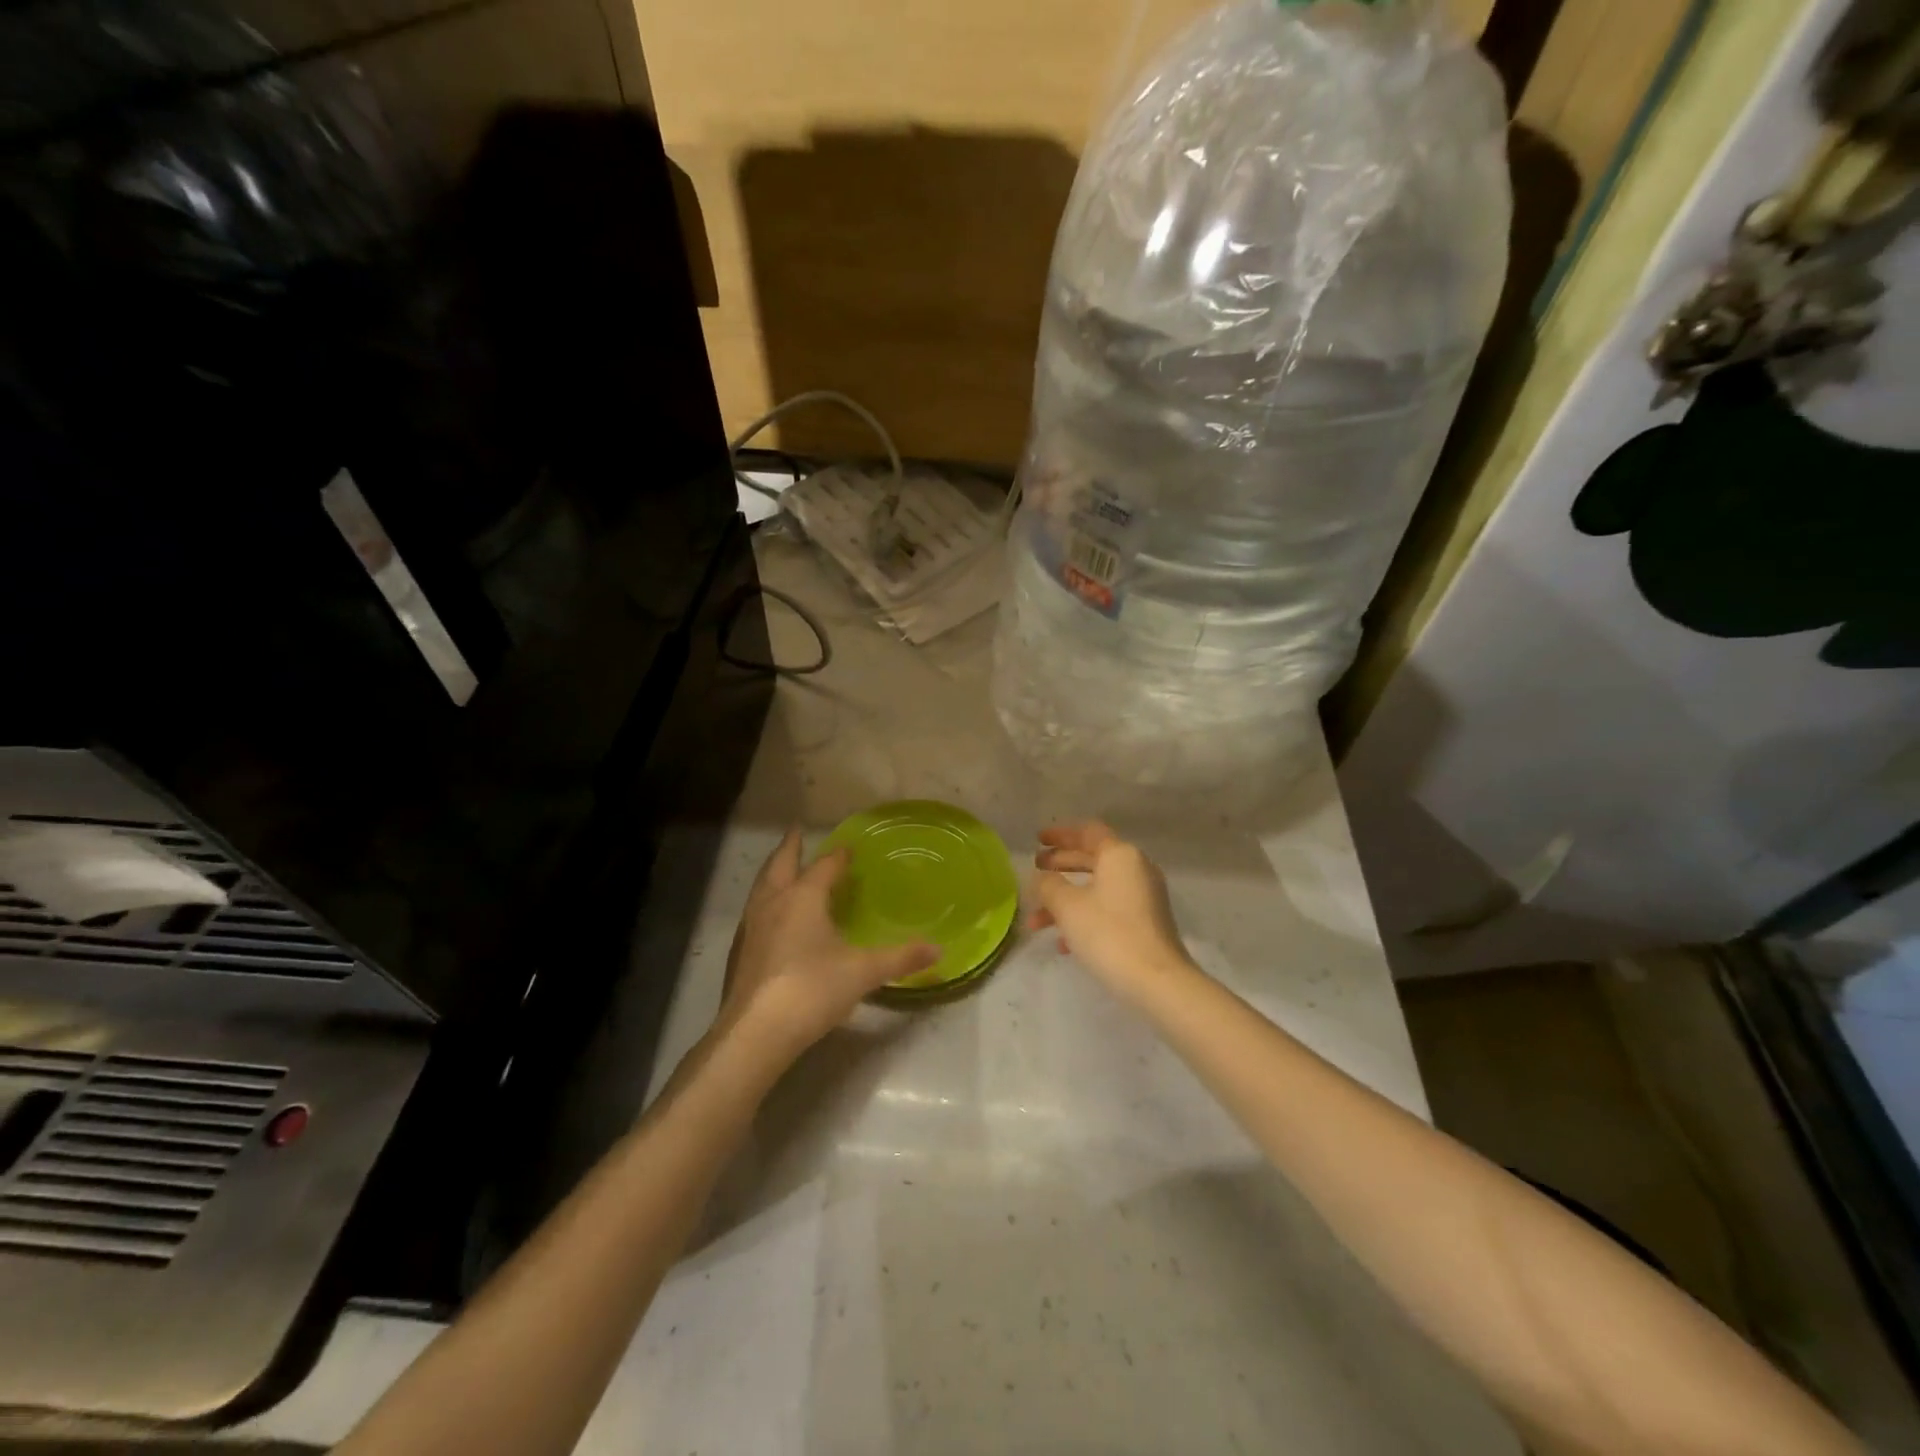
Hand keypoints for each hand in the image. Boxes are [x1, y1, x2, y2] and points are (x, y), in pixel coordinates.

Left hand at [717, 829, 938, 1065]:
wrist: (756, 1033)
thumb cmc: (812, 990)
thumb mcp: (863, 972)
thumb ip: (900, 958)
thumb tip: (938, 950)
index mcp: (804, 898)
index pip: (824, 866)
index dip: (838, 856)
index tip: (848, 848)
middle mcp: (773, 903)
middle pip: (780, 865)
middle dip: (790, 847)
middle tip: (796, 832)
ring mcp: (750, 927)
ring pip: (761, 887)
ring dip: (772, 872)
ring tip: (781, 869)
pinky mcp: (739, 952)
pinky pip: (753, 912)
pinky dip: (764, 901)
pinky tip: (770, 918)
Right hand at [1030, 821, 1193, 994]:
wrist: (1157, 982)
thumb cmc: (1109, 934)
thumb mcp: (1067, 906)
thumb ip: (1048, 885)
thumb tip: (1041, 878)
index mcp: (1120, 855)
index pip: (1087, 832)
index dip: (1060, 834)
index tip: (1038, 840)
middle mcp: (1136, 869)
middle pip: (1092, 858)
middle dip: (1060, 864)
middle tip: (1035, 870)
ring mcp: (1144, 897)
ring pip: (1097, 888)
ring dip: (1065, 899)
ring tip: (1035, 921)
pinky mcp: (1146, 923)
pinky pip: (1108, 909)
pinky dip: (1084, 917)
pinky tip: (1063, 944)